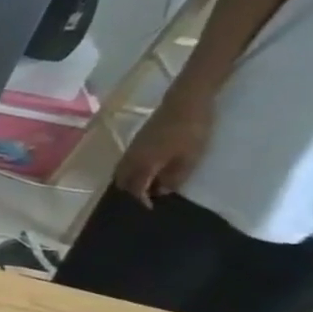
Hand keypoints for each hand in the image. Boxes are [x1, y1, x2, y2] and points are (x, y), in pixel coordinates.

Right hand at [115, 91, 214, 205]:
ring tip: (146, 185)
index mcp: (142, 164)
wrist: (184, 103)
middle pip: (121, 180)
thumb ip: (174, 177)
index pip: (134, 188)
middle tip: (146, 197)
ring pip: (122, 171)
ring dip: (130, 180)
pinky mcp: (136, 142)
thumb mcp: (189, 158)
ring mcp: (132, 149)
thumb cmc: (190, 132)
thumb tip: (162, 191)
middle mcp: (131, 158)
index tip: (150, 208)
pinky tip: (147, 170)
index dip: (141, 200)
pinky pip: (126, 162)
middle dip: (130, 191)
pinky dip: (132, 171)